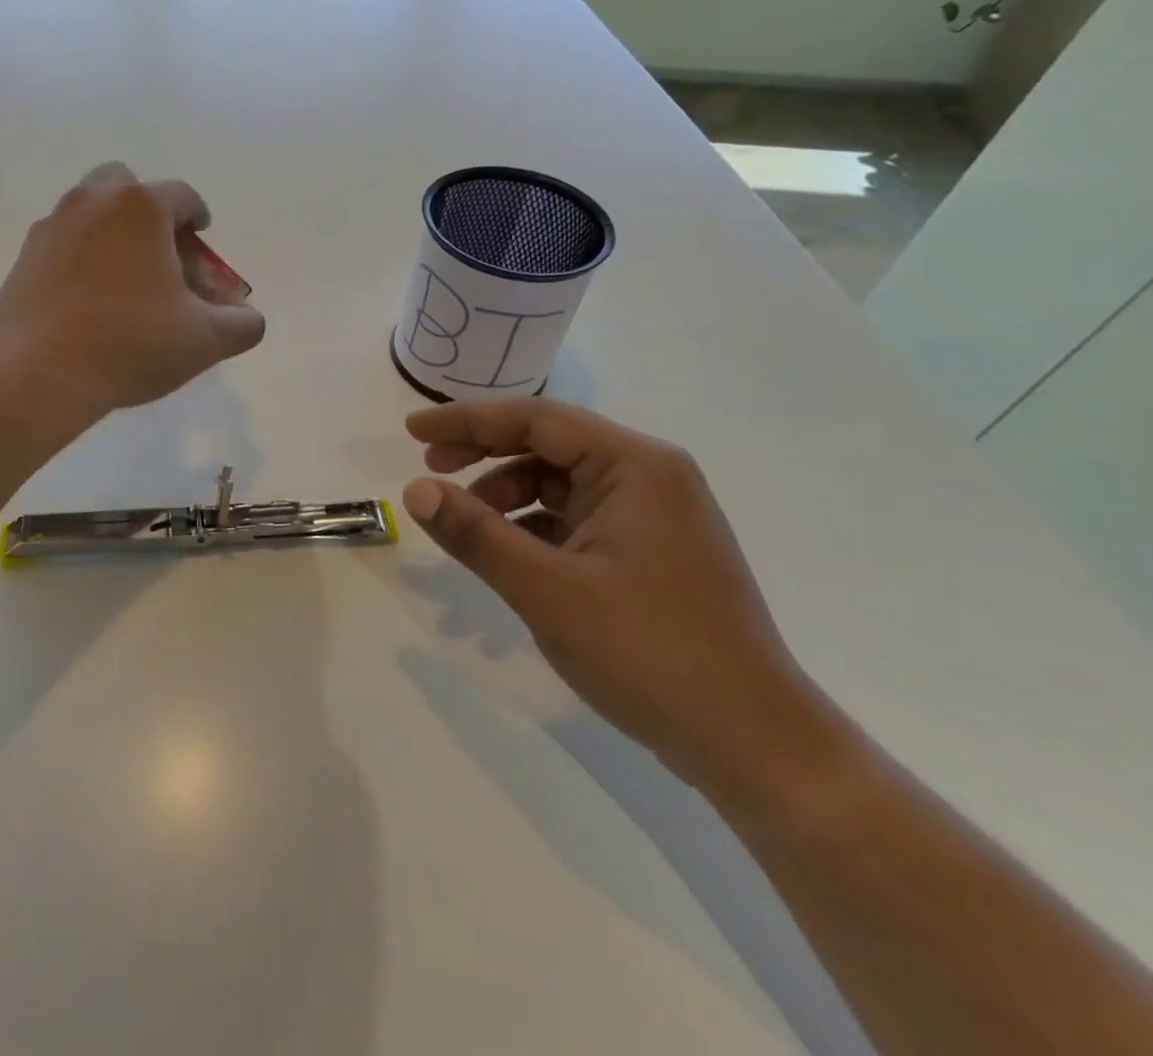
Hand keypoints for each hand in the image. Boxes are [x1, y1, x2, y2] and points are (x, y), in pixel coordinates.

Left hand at [0, 164, 265, 415]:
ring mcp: (51, 228)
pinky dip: (80, 257)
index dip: (198, 216)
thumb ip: (241, 324)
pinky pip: (62, 244)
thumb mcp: (204, 340)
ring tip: (124, 280)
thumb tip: (248, 317)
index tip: (202, 238)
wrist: (37, 374)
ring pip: (89, 212)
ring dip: (111, 232)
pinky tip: (87, 301)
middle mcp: (92, 202)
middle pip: (126, 186)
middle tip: (160, 253)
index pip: (182, 195)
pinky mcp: (23, 259)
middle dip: (148, 212)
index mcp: (141, 207)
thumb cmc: (130, 344)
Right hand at [401, 398, 836, 804]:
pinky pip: (576, 517)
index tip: (411, 429)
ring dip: (505, 494)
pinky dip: (532, 527)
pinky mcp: (649, 549)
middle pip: (548, 444)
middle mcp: (649, 476)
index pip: (535, 419)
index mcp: (635, 466)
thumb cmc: (649, 653)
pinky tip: (505, 554)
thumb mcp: (547, 590)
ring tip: (465, 525)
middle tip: (429, 467)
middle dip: (484, 453)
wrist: (753, 745)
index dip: (467, 420)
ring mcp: (653, 514)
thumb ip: (475, 534)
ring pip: (559, 482)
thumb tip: (412, 489)